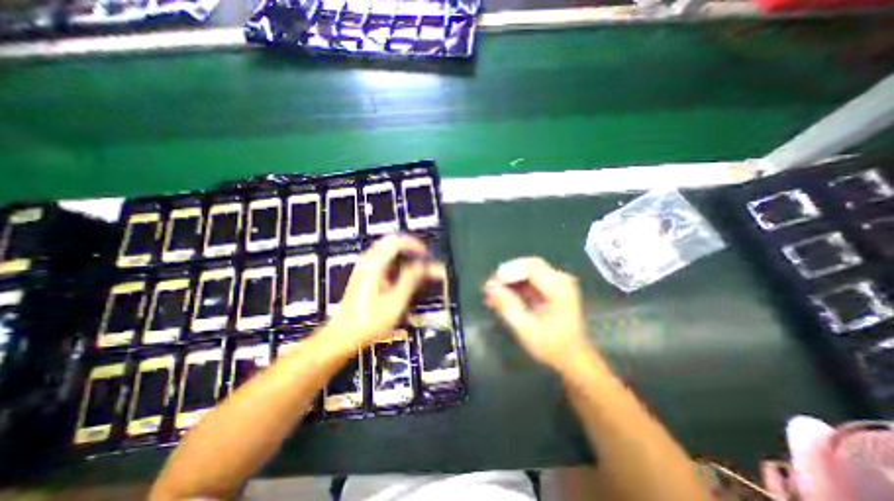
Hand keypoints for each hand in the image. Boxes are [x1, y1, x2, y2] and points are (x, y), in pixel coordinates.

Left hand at [326, 234, 428, 356]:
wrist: (343, 335)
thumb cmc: (368, 322)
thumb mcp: (395, 303)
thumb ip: (410, 280)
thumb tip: (423, 266)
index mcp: (374, 266)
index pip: (395, 242)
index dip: (413, 244)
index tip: (425, 253)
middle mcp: (367, 263)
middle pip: (388, 242)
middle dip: (407, 245)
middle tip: (421, 254)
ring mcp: (363, 269)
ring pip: (384, 249)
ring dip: (401, 251)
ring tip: (414, 261)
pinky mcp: (363, 276)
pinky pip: (381, 258)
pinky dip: (394, 259)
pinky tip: (400, 272)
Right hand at [486, 258, 592, 371]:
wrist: (572, 357)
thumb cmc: (551, 346)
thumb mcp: (526, 329)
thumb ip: (507, 306)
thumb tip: (489, 286)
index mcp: (559, 288)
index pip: (531, 267)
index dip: (509, 271)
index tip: (492, 284)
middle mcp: (560, 279)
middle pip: (528, 265)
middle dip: (507, 275)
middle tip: (489, 289)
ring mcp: (557, 282)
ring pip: (527, 271)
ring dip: (509, 281)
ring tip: (492, 295)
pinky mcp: (551, 286)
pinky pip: (529, 279)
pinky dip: (515, 286)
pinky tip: (503, 297)